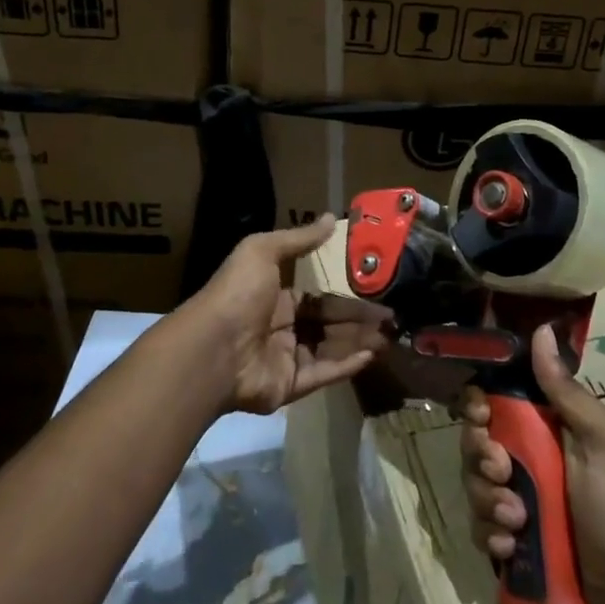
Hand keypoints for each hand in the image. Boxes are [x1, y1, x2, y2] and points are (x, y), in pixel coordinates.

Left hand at [191, 214, 392, 414]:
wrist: (212, 348)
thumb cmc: (238, 293)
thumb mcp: (263, 251)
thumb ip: (299, 239)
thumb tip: (331, 217)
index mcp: (273, 296)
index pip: (316, 296)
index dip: (345, 294)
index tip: (375, 290)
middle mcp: (280, 327)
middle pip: (328, 323)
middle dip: (359, 320)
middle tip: (392, 317)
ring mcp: (285, 359)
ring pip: (330, 348)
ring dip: (360, 341)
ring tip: (390, 335)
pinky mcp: (289, 386)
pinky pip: (323, 374)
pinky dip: (347, 366)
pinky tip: (371, 355)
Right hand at [460, 325, 604, 603]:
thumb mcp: (604, 440)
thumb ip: (568, 392)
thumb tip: (543, 330)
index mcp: (544, 426)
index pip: (493, 400)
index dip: (477, 404)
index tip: (481, 416)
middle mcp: (523, 456)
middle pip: (474, 441)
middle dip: (479, 457)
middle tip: (502, 473)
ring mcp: (512, 497)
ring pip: (472, 484)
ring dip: (487, 501)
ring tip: (517, 521)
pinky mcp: (508, 536)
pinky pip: (479, 526)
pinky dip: (490, 534)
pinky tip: (511, 544)